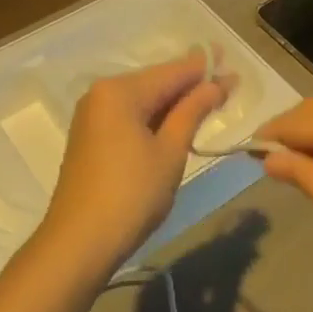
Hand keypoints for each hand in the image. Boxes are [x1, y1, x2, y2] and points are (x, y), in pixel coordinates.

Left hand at [37, 54, 231, 275]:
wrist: (79, 244)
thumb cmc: (131, 194)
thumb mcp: (170, 151)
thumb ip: (192, 111)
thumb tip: (215, 84)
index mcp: (120, 91)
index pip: (172, 72)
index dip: (205, 70)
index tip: (233, 67)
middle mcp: (101, 95)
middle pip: (156, 83)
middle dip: (191, 85)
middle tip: (229, 85)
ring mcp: (93, 117)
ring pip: (144, 101)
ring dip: (175, 103)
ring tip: (211, 101)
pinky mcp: (91, 139)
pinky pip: (131, 117)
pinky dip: (156, 118)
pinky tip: (178, 123)